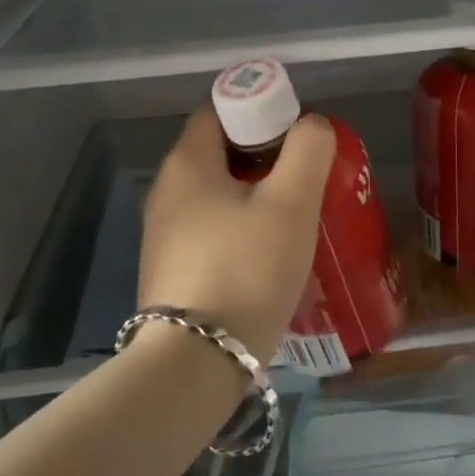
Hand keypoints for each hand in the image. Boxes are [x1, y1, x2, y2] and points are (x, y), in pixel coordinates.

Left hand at [138, 106, 335, 359]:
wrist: (192, 367)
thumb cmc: (245, 270)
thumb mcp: (290, 204)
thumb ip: (307, 151)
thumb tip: (312, 124)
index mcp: (187, 162)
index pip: (219, 109)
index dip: (259, 108)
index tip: (296, 133)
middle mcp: (166, 190)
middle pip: (220, 151)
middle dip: (264, 156)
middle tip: (305, 176)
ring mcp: (162, 232)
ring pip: (216, 193)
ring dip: (254, 195)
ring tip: (294, 217)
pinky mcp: (170, 268)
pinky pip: (210, 229)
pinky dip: (239, 228)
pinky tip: (267, 255)